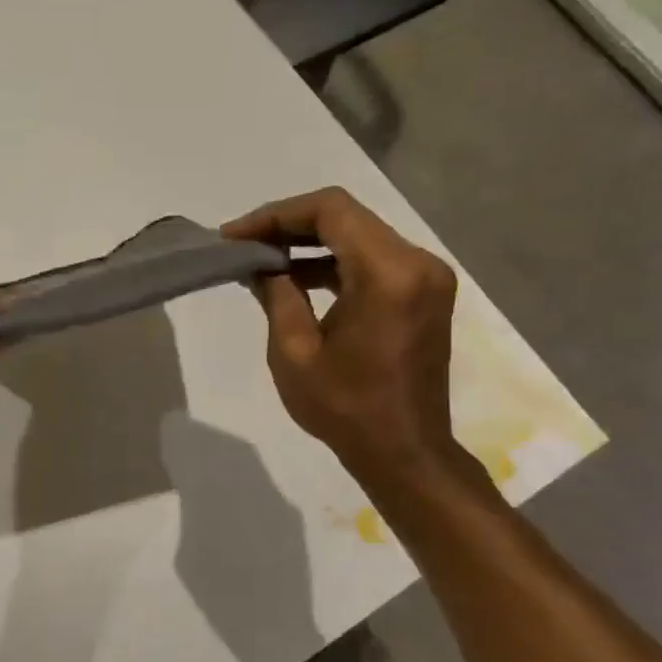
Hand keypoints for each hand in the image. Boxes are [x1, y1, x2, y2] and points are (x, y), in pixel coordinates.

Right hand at [224, 187, 474, 498]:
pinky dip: (333, 263)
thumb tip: (260, 263)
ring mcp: (426, 277)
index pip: (330, 211)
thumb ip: (277, 294)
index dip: (276, 214)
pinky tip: (296, 278)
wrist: (403, 451)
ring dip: (310, 243)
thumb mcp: (294, 351)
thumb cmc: (344, 407)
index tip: (235, 236)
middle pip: (347, 218)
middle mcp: (417, 262)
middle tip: (242, 244)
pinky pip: (373, 261)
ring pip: (360, 236)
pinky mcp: (424, 294)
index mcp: (388, 274)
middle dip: (289, 225)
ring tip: (261, 260)